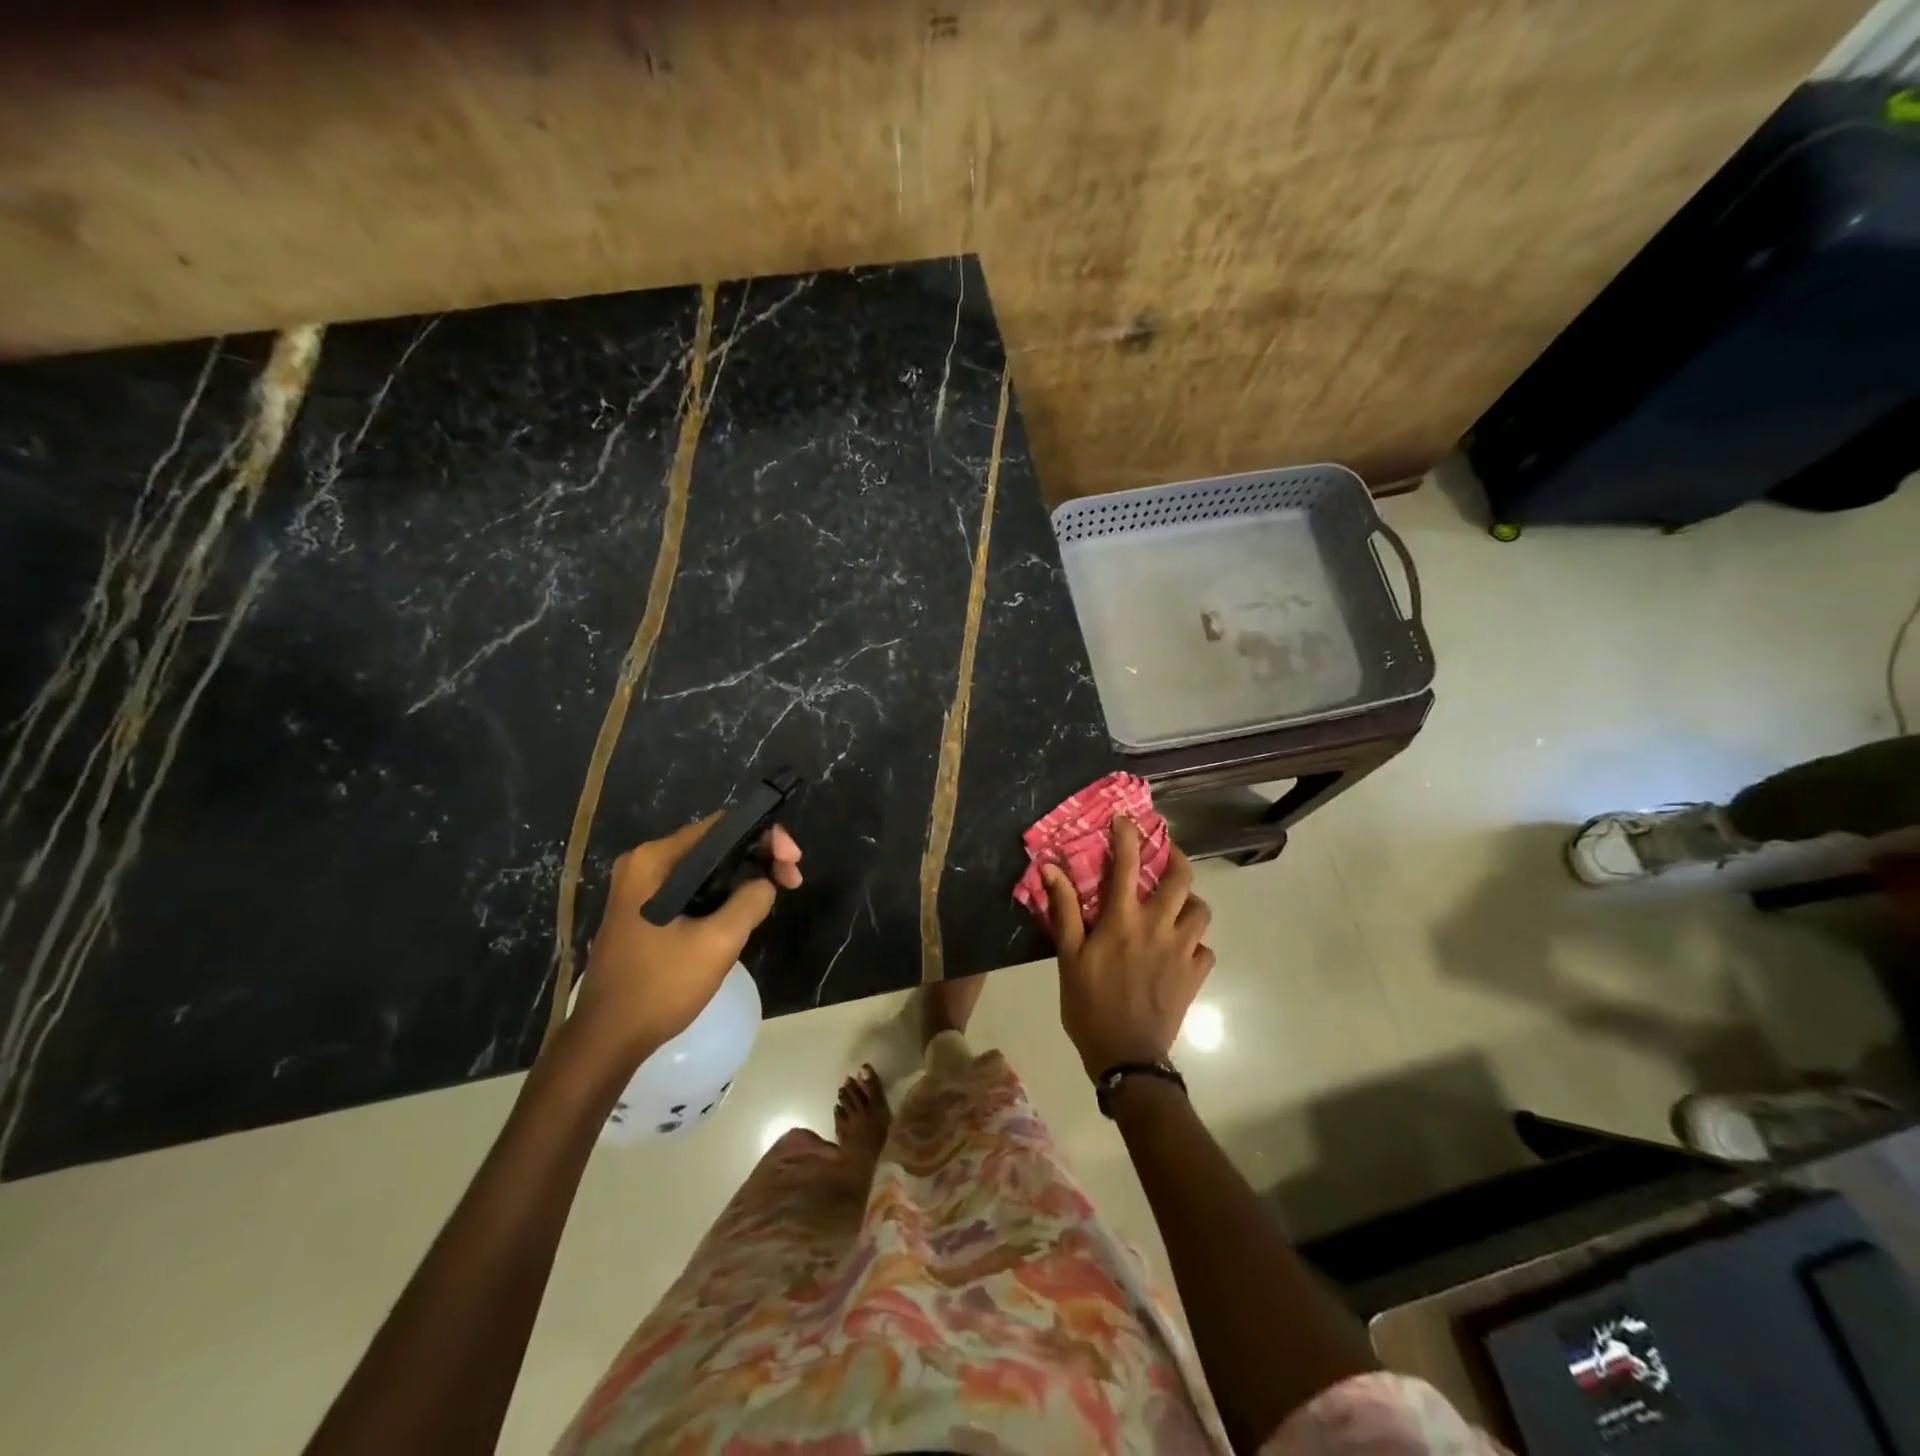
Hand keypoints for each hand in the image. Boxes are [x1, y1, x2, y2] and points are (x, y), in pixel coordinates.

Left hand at [570, 817, 801, 1061]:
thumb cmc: (660, 987)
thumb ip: (751, 900)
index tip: (793, 862)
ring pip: (706, 868)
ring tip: (774, 896)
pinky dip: (722, 894)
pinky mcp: (644, 910)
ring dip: (743, 877)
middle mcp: (645, 864)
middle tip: (791, 881)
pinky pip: (693, 888)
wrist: (607, 1039)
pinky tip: (744, 911)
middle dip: (758, 857)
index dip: (765, 837)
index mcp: (655, 860)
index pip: (722, 826)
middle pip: (715, 844)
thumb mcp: (718, 942)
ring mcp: (641, 888)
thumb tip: (766, 882)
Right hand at [1044, 816, 1213, 1079]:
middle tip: (1166, 853)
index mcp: (1123, 920)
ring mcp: (1182, 951)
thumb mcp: (1068, 957)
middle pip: (1182, 879)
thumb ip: (1064, 910)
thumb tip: (1050, 868)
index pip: (1127, 865)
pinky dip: (1196, 943)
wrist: (1126, 1056)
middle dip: (1177, 857)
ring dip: (1189, 901)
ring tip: (1175, 903)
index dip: (1128, 836)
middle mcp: (1158, 927)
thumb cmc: (1089, 1004)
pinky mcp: (1195, 976)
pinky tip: (1181, 949)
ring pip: (1201, 911)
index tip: (1126, 819)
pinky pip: (1205, 949)